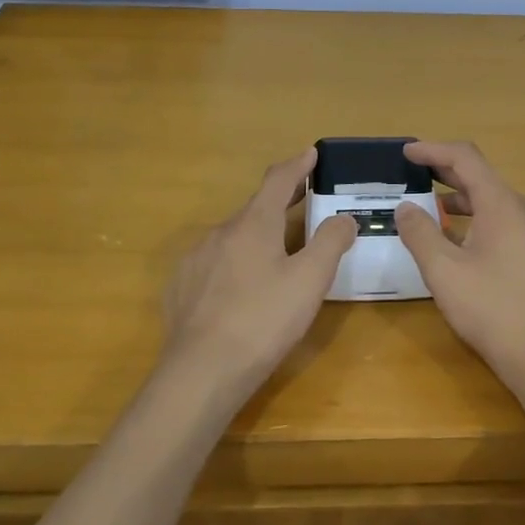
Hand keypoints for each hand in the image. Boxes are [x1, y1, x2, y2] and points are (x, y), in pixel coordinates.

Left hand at [160, 148, 355, 403]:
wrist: (202, 371)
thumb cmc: (264, 320)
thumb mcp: (310, 280)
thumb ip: (330, 242)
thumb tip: (343, 217)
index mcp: (253, 224)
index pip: (278, 180)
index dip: (298, 165)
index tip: (311, 154)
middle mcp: (220, 233)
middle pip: (255, 208)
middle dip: (281, 201)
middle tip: (305, 199)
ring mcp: (195, 260)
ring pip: (233, 238)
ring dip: (257, 235)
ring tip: (277, 253)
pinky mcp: (181, 288)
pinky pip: (214, 264)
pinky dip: (235, 263)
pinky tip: (242, 288)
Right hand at [393, 141, 524, 386]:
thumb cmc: (492, 309)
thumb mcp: (443, 271)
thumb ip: (420, 233)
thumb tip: (406, 207)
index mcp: (502, 205)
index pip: (466, 159)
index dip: (433, 150)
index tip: (406, 152)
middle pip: (482, 178)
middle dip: (445, 173)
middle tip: (414, 176)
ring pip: (495, 204)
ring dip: (461, 202)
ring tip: (432, 213)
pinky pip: (507, 225)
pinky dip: (479, 222)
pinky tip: (463, 246)